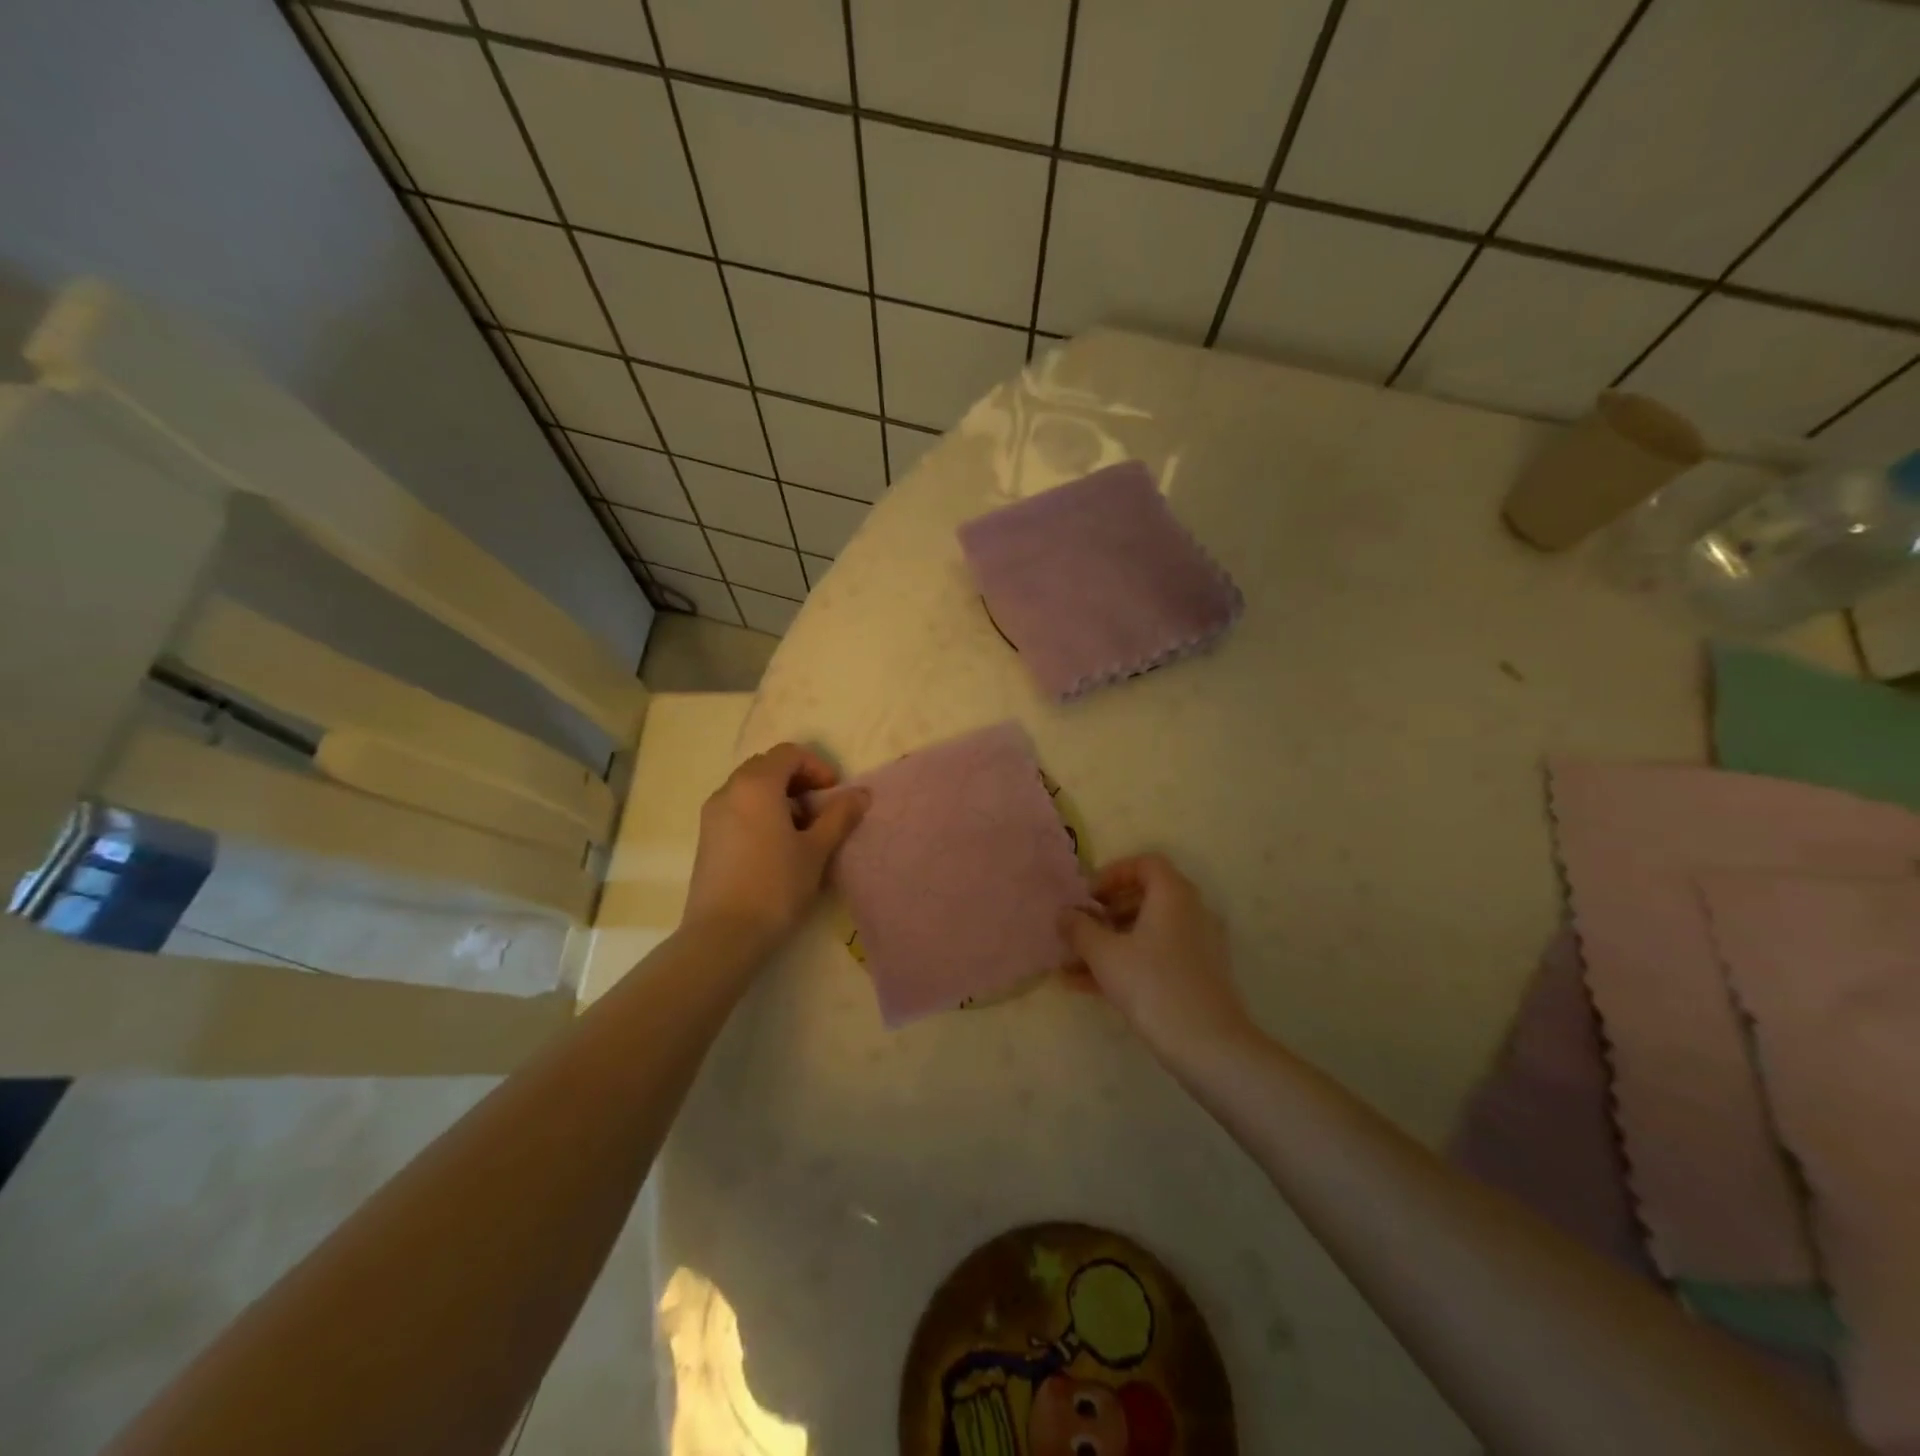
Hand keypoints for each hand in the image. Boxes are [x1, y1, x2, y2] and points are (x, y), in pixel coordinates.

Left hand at [683, 743, 867, 950]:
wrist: (723, 935)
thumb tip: (861, 793)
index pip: (789, 753)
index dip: (817, 767)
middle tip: (820, 809)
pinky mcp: (706, 837)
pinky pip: (737, 808)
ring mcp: (712, 814)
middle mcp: (729, 790)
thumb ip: (839, 816)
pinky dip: (760, 812)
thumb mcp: (816, 850)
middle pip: (767, 766)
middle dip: (798, 780)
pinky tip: (775, 847)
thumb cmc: (776, 886)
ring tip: (800, 831)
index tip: (835, 794)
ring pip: (750, 788)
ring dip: (779, 797)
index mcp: (756, 785)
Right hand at [1061, 853, 1252, 1065]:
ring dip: (1110, 942)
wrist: (1209, 1046)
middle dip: (1106, 913)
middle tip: (1080, 930)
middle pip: (1145, 898)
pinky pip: (1156, 956)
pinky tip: (1090, 988)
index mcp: (1173, 895)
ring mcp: (1198, 945)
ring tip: (1073, 965)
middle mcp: (1191, 912)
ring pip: (1148, 932)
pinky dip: (1127, 962)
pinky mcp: (1199, 976)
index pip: (1145, 864)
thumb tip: (1064, 914)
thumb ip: (1079, 929)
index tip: (1088, 898)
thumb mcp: (1105, 955)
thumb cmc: (1153, 986)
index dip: (1112, 874)